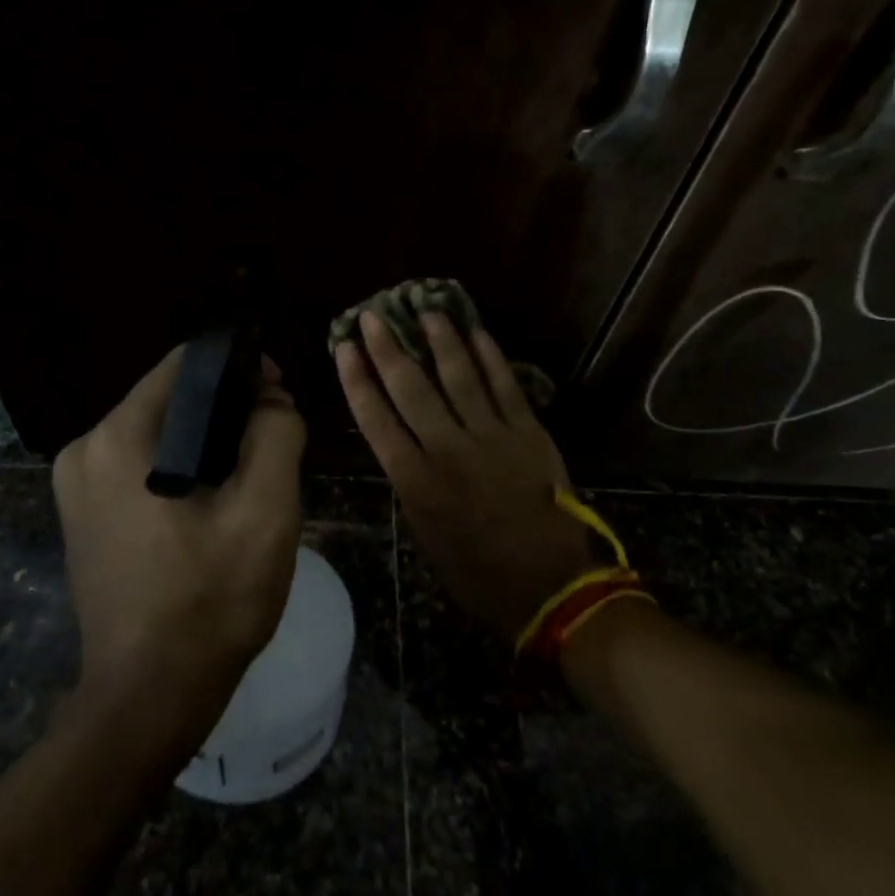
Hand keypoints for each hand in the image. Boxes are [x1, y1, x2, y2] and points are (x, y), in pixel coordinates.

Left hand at [54, 346, 307, 742]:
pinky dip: (180, 471)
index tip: (280, 393)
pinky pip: (140, 470)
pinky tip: (214, 504)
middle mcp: (84, 451)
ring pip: (157, 436)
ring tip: (252, 475)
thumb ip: (276, 435)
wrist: (149, 696)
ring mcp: (75, 488)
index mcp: (119, 438)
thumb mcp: (265, 512)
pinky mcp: (82, 518)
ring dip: (206, 443)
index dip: (239, 368)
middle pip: (169, 400)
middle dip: (226, 410)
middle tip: (275, 440)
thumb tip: (271, 398)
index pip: (185, 365)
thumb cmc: (211, 601)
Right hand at [337, 310, 590, 639]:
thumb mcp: (426, 534)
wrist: (548, 586)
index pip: (376, 418)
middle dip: (388, 348)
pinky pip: (505, 386)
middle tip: (374, 315)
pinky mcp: (528, 433)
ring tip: (425, 309)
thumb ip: (412, 485)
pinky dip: (489, 356)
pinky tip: (476, 331)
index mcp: (416, 481)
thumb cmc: (477, 573)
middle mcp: (448, 449)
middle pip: (411, 388)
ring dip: (440, 340)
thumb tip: (403, 447)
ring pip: (458, 376)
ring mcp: (491, 437)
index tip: (345, 347)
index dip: (357, 379)